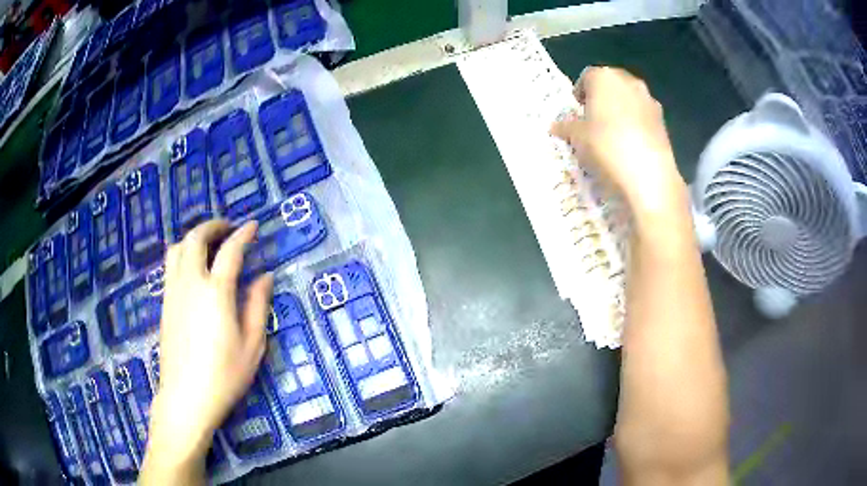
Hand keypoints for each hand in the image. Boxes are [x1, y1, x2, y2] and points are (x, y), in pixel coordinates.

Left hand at [141, 220, 272, 482]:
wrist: (186, 396)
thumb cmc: (224, 375)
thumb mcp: (252, 345)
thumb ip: (258, 306)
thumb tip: (265, 276)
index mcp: (216, 293)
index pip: (230, 251)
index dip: (243, 234)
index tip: (253, 225)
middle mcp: (191, 283)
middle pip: (196, 238)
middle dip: (213, 226)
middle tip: (228, 228)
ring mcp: (173, 291)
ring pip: (178, 247)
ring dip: (194, 237)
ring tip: (208, 243)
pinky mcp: (165, 302)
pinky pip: (170, 265)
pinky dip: (182, 253)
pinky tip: (192, 267)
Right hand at [551, 67, 687, 218]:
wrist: (648, 175)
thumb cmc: (605, 146)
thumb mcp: (577, 138)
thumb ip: (566, 127)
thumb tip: (556, 126)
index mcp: (603, 77)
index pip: (587, 77)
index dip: (580, 93)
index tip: (577, 111)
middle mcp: (628, 81)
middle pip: (611, 84)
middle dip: (602, 98)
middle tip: (593, 120)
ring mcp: (649, 100)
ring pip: (630, 99)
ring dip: (621, 111)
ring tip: (613, 135)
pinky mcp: (663, 121)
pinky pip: (643, 116)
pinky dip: (636, 125)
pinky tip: (630, 146)